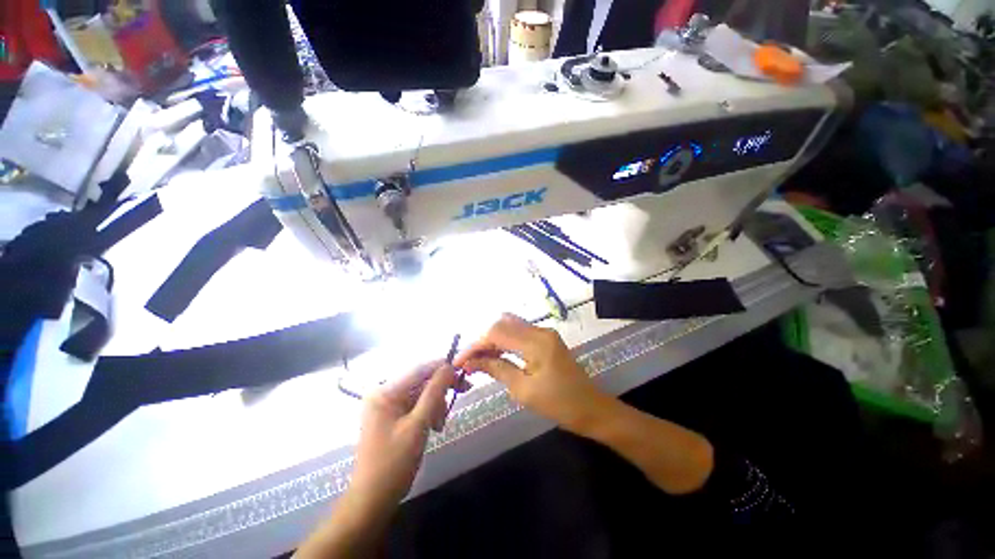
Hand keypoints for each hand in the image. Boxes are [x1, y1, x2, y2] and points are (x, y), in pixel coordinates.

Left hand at [349, 361, 455, 513]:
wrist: (372, 501)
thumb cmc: (394, 463)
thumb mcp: (418, 425)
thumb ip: (434, 392)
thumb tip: (449, 366)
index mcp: (385, 391)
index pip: (420, 368)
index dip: (443, 367)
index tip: (464, 373)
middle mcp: (384, 392)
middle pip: (421, 380)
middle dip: (441, 389)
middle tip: (464, 393)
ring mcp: (386, 404)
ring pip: (421, 393)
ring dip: (436, 404)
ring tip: (440, 424)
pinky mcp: (390, 415)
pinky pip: (415, 404)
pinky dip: (428, 412)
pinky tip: (434, 426)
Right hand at [454, 314, 609, 433]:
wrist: (592, 408)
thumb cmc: (559, 404)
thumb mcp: (524, 390)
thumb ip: (497, 369)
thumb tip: (472, 362)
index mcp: (536, 342)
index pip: (497, 332)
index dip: (475, 345)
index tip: (460, 361)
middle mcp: (540, 330)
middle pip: (502, 324)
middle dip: (483, 340)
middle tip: (470, 361)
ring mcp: (544, 333)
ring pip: (510, 326)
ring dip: (493, 340)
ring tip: (480, 360)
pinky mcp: (546, 339)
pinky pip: (519, 333)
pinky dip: (505, 342)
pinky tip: (496, 356)